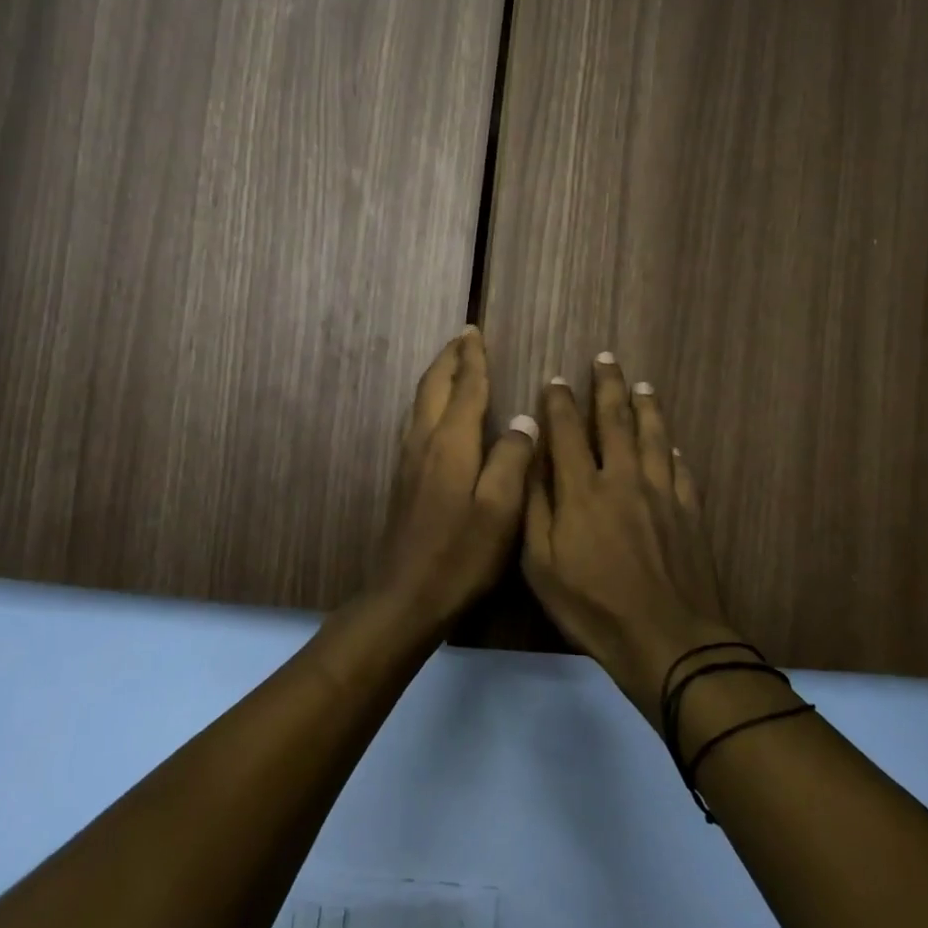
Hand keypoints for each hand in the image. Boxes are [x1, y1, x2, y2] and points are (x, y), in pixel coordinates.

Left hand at [370, 327, 538, 626]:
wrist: (407, 595)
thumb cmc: (461, 554)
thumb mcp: (501, 509)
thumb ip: (512, 459)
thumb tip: (523, 420)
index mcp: (451, 443)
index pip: (465, 388)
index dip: (473, 360)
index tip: (475, 332)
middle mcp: (424, 442)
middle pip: (433, 387)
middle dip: (450, 359)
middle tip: (463, 337)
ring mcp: (409, 461)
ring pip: (420, 403)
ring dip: (437, 378)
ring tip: (451, 365)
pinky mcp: (404, 479)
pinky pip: (416, 422)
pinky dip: (429, 402)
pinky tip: (436, 414)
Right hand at [522, 354, 741, 726]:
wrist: (667, 639)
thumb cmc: (593, 607)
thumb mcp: (541, 565)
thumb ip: (536, 508)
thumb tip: (532, 460)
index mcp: (582, 490)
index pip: (568, 432)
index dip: (561, 402)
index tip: (557, 379)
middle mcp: (622, 479)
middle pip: (615, 421)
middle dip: (608, 386)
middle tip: (606, 358)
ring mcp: (661, 493)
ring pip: (653, 437)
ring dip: (646, 407)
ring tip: (642, 384)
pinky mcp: (689, 512)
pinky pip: (680, 470)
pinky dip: (672, 452)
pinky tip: (671, 445)